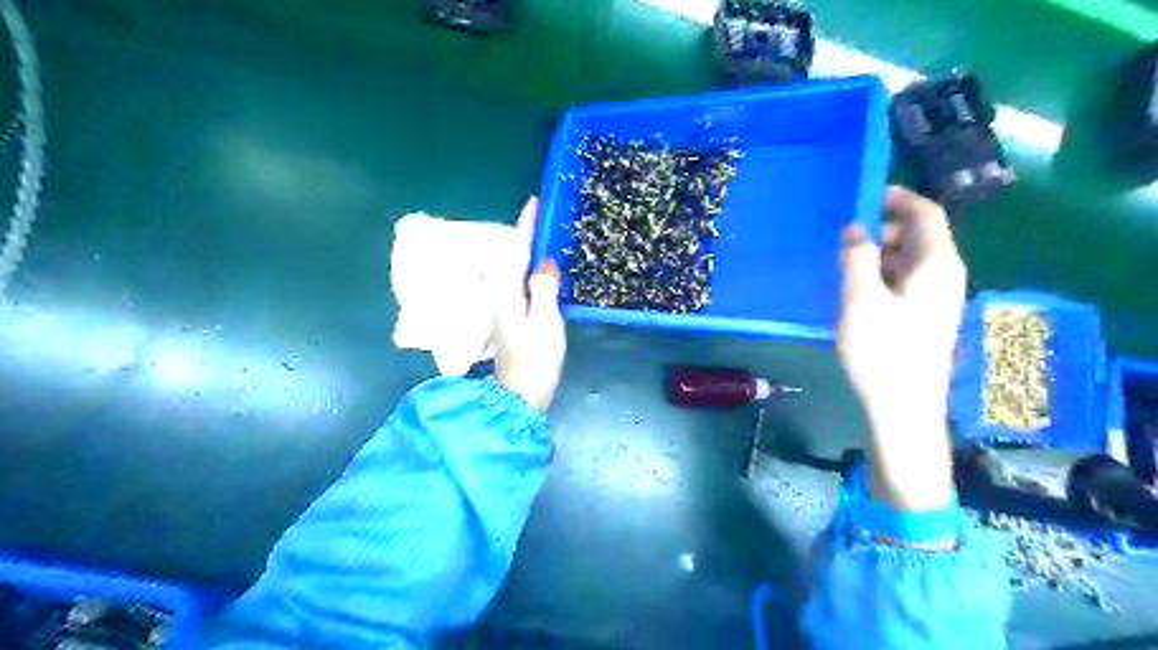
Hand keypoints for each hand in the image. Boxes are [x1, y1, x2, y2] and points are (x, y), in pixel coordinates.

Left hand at [493, 196, 568, 410]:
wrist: (521, 394)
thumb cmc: (536, 359)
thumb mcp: (546, 321)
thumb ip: (544, 287)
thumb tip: (545, 261)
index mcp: (507, 292)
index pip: (516, 250)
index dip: (526, 225)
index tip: (534, 202)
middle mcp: (501, 295)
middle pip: (513, 257)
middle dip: (527, 235)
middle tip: (546, 217)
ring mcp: (504, 307)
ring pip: (517, 270)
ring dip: (530, 251)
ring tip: (547, 236)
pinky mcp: (512, 317)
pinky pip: (522, 283)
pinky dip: (532, 270)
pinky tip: (544, 269)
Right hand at [838, 189, 963, 511]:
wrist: (903, 406)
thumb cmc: (883, 351)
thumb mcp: (861, 300)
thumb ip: (857, 257)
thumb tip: (855, 228)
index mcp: (937, 265)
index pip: (926, 214)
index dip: (898, 198)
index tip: (864, 195)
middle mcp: (944, 276)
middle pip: (919, 235)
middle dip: (883, 227)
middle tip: (845, 236)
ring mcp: (936, 298)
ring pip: (910, 259)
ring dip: (879, 252)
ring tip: (845, 262)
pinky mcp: (924, 316)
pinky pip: (905, 280)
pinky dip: (882, 273)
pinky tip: (856, 288)